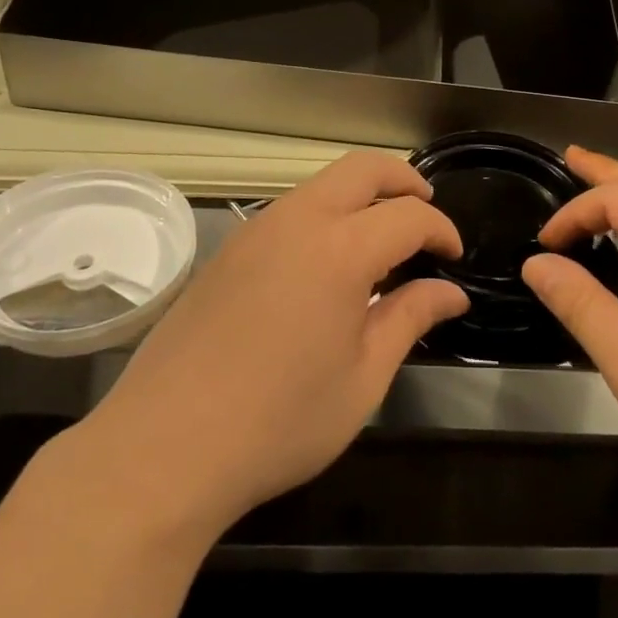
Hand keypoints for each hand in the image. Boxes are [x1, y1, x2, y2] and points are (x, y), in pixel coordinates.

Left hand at [80, 152, 467, 540]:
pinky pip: (291, 210)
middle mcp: (298, 220)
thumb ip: (410, 319)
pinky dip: (326, 215)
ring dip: (361, 196)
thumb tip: (451, 292)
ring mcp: (256, 230)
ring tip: (382, 243)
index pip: (408, 216)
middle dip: (403, 181)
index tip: (454, 258)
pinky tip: (329, 265)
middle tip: (426, 214)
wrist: (164, 448)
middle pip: (362, 169)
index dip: (441, 230)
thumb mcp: (363, 379)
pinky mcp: (229, 249)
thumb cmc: (279, 422)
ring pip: (323, 184)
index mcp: (340, 249)